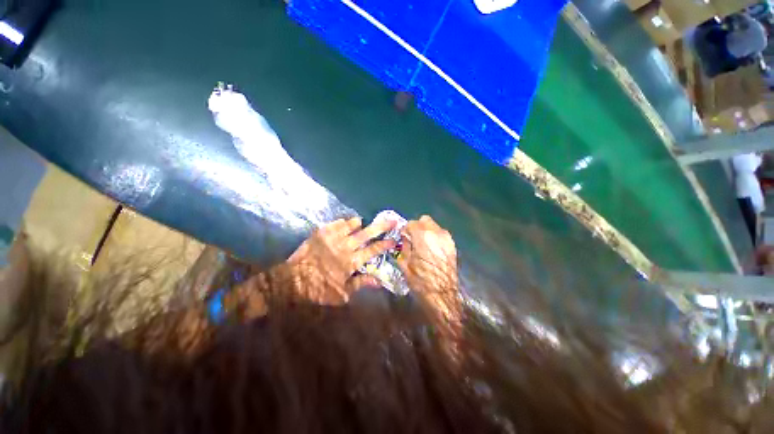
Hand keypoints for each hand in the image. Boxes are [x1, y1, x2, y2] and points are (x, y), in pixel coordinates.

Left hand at [286, 217, 396, 304]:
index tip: (394, 240)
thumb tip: (378, 281)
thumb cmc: (319, 289)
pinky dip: (344, 223)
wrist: (292, 280)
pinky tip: (344, 227)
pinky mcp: (322, 232)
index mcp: (352, 261)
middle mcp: (346, 246)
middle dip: (382, 226)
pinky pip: (338, 222)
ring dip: (360, 225)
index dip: (385, 244)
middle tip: (392, 220)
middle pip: (368, 232)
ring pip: (353, 223)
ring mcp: (333, 236)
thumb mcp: (343, 294)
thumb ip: (361, 283)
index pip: (374, 250)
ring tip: (361, 226)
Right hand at [397, 216, 457, 297]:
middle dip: (417, 227)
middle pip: (424, 220)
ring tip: (422, 245)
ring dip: (426, 231)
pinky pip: (441, 234)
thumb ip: (404, 246)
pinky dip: (434, 237)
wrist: (443, 295)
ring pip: (434, 226)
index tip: (403, 238)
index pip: (411, 223)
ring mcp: (447, 238)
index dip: (405, 230)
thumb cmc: (420, 280)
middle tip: (413, 239)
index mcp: (423, 236)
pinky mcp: (452, 245)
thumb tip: (405, 238)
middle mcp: (437, 232)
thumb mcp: (405, 263)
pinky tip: (432, 250)